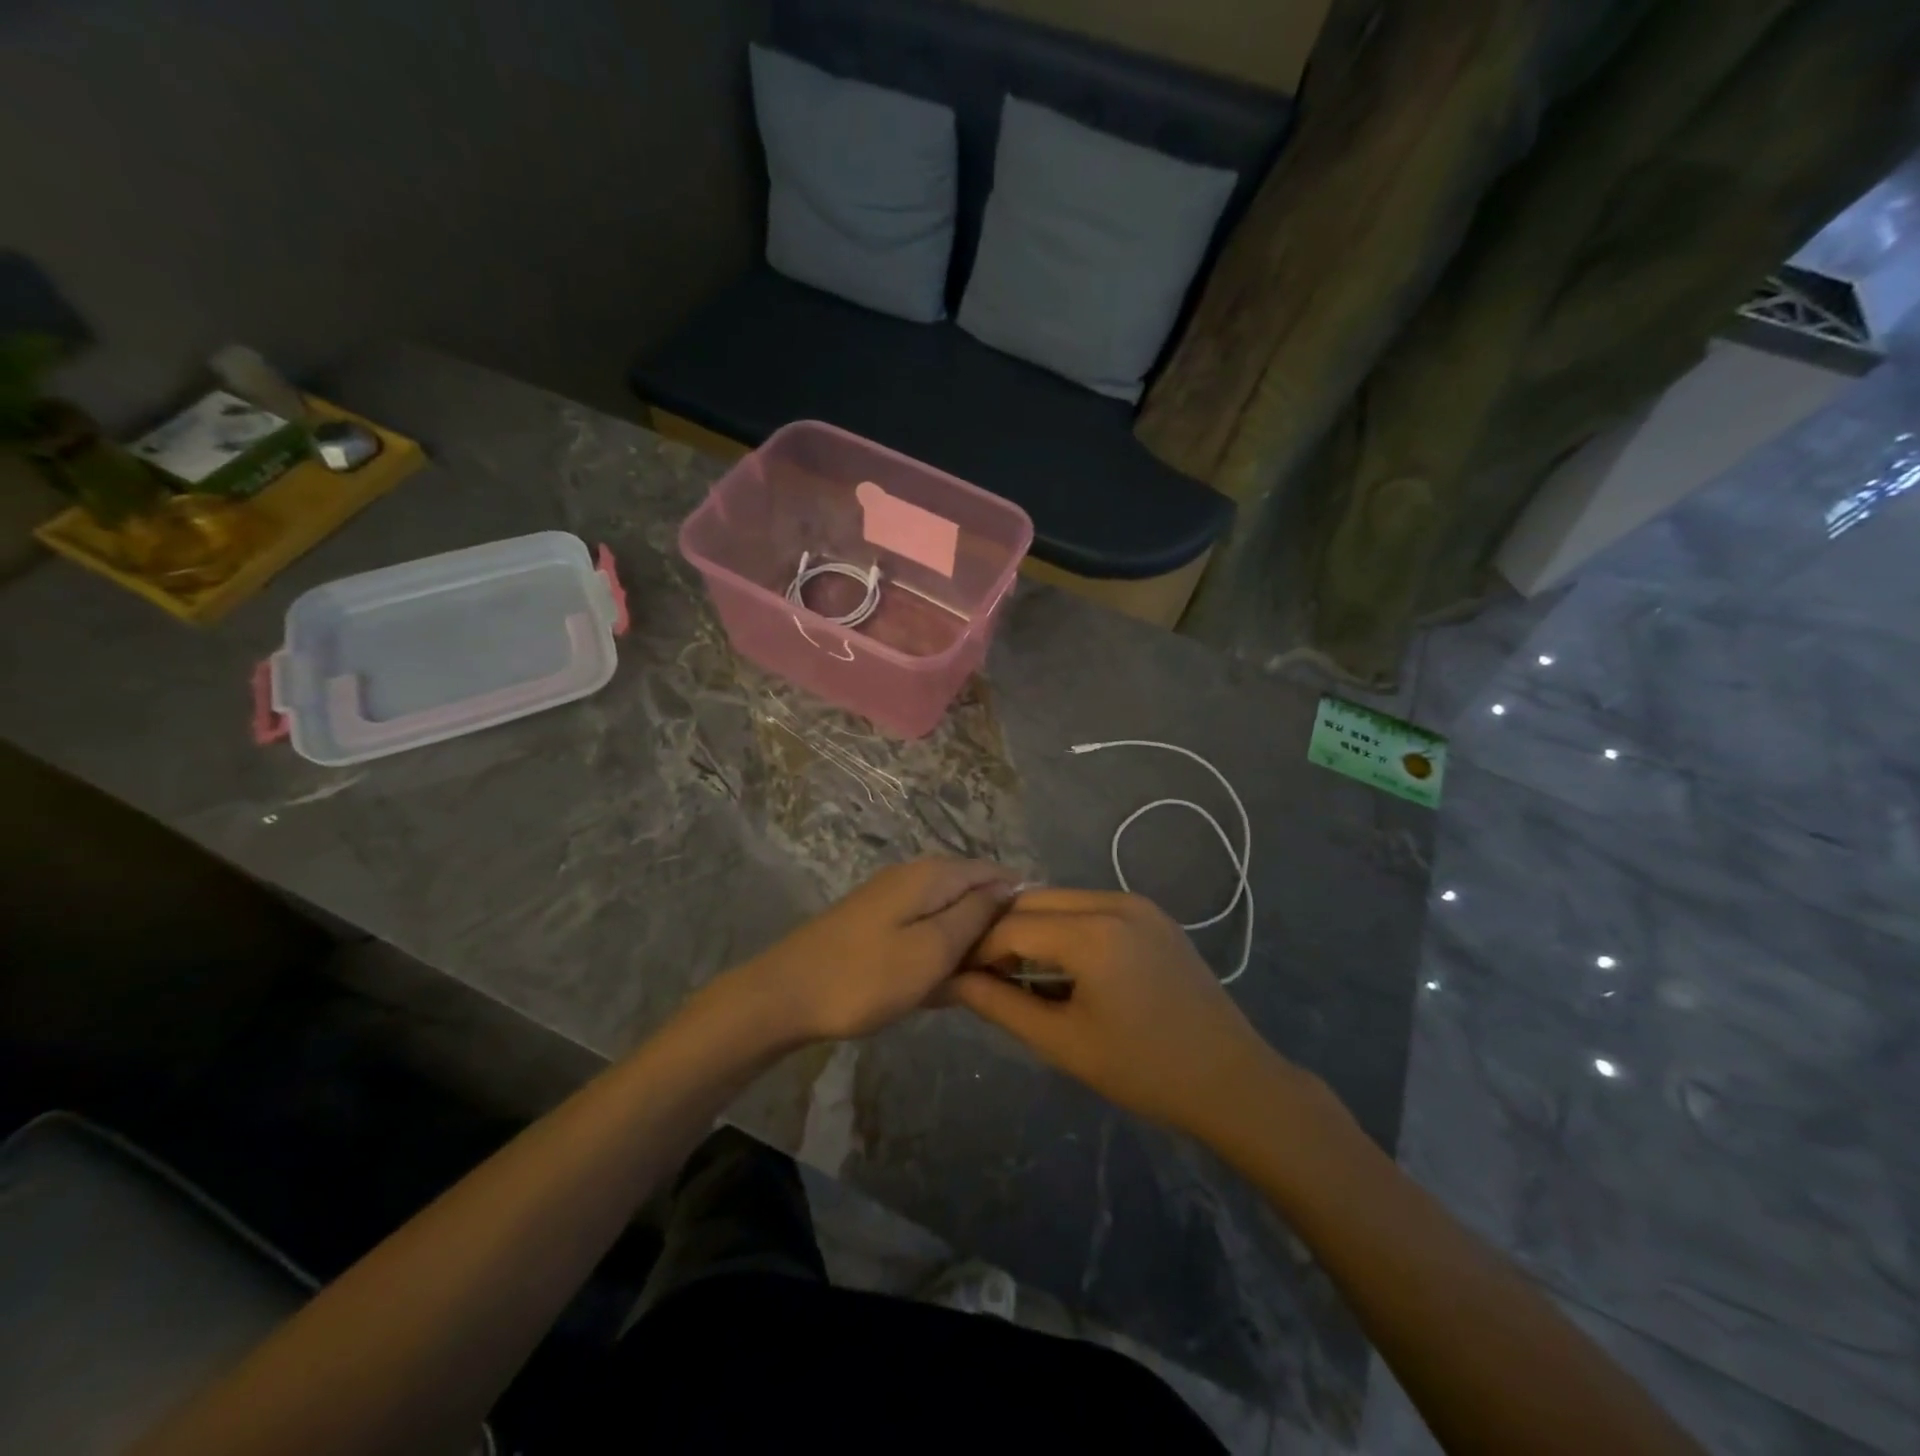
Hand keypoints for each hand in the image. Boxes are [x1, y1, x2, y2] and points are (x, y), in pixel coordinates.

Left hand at [725, 858, 1016, 1042]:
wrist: (783, 996)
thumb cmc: (865, 977)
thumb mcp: (932, 949)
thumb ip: (975, 915)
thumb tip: (1008, 886)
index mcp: (933, 875)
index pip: (994, 872)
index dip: (1019, 902)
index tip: (1035, 943)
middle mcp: (914, 876)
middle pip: (971, 892)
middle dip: (992, 928)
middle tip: (1005, 974)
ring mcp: (891, 899)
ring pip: (947, 915)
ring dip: (963, 947)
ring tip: (972, 985)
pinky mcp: (875, 923)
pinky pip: (922, 931)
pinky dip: (936, 955)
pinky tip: (936, 987)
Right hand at [950, 888, 1289, 1135]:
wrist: (1231, 1080)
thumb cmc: (1144, 1070)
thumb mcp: (1063, 1043)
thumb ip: (1001, 1005)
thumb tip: (953, 980)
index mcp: (1093, 933)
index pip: (1011, 926)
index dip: (978, 950)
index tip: (958, 976)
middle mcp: (1113, 902)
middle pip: (1033, 901)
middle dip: (1001, 932)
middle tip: (985, 973)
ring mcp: (1137, 903)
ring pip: (1060, 899)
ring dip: (1032, 927)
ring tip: (1019, 972)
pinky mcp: (1152, 914)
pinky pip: (1090, 906)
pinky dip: (1064, 926)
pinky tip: (1061, 964)